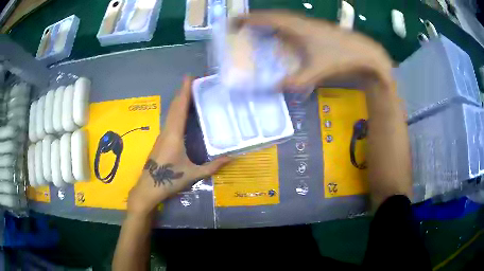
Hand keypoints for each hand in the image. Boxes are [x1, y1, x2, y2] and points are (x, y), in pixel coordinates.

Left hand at [127, 77, 230, 215]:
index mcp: (174, 135)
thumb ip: (212, 166)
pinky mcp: (161, 140)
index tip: (189, 77)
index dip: (184, 92)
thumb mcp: (193, 174)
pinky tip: (182, 112)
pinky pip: (170, 120)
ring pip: (171, 113)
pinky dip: (176, 111)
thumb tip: (231, 158)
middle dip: (183, 92)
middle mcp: (167, 130)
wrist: (148, 188)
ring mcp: (162, 135)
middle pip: (174, 107)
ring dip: (179, 100)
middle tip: (193, 80)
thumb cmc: (169, 180)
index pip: (180, 108)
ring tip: (190, 92)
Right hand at [239, 11, 392, 89]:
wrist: (365, 53)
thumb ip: (297, 81)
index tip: (233, 21)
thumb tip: (275, 89)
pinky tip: (281, 34)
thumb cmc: (342, 58)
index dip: (249, 19)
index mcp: (298, 28)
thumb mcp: (318, 71)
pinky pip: (292, 23)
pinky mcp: (316, 29)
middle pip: (273, 16)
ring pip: (283, 18)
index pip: (268, 19)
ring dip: (268, 21)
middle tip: (241, 25)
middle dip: (255, 19)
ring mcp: (310, 24)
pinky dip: (280, 26)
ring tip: (256, 28)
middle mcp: (301, 22)